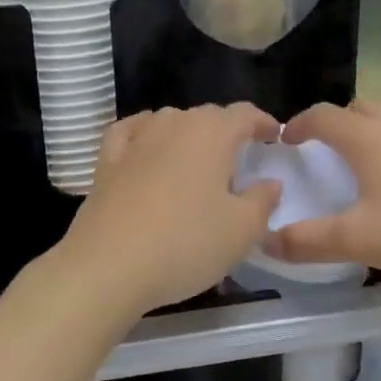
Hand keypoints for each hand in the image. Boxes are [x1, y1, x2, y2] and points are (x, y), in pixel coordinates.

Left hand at [56, 103, 282, 317]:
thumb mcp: (241, 231)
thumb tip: (270, 182)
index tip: (274, 138)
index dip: (262, 122)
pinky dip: (145, 133)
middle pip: (208, 116)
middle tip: (241, 158)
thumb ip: (263, 201)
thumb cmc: (185, 244)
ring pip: (170, 122)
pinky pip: (131, 133)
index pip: (244, 114)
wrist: (107, 266)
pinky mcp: (107, 160)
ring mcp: (136, 139)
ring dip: (189, 134)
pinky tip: (147, 145)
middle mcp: (173, 124)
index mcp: (211, 133)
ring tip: (199, 159)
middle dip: (228, 131)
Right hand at [264, 90, 380, 286]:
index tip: (287, 140)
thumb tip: (265, 241)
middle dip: (336, 125)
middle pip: (358, 109)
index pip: (322, 116)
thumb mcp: (359, 243)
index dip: (299, 124)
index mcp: (367, 140)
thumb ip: (307, 242)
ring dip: (378, 121)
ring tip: (376, 149)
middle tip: (328, 155)